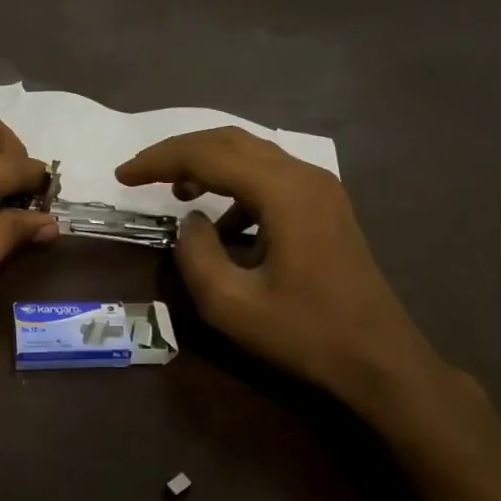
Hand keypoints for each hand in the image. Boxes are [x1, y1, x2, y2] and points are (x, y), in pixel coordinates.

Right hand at [117, 128, 449, 413]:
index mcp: (283, 191)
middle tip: (140, 173)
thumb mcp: (231, 304)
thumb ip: (195, 254)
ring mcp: (320, 188)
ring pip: (251, 154)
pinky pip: (270, 177)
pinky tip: (222, 223)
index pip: (206, 155)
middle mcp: (304, 175)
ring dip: (207, 165)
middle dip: (179, 152)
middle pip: (229, 141)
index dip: (158, 161)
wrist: (379, 359)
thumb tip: (189, 222)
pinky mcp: (325, 206)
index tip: (121, 176)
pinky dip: (234, 187)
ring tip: (175, 191)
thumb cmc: (305, 333)